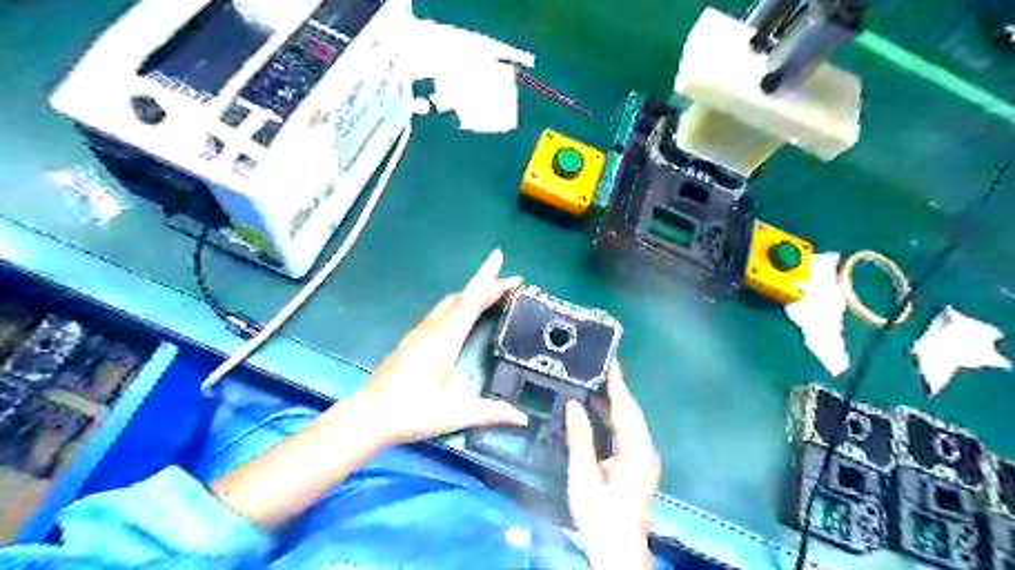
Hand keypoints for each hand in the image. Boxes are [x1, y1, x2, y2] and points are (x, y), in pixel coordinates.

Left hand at [344, 251, 530, 447]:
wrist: (368, 417)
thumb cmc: (413, 412)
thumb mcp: (457, 413)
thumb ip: (491, 412)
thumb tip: (523, 419)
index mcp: (445, 339)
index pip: (470, 300)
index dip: (487, 278)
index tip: (498, 256)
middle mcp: (431, 329)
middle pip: (461, 297)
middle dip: (485, 286)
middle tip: (509, 285)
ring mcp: (418, 333)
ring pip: (448, 304)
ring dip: (470, 295)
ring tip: (491, 297)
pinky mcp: (411, 341)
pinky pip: (440, 314)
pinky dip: (457, 307)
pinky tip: (462, 319)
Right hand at [563, 362, 657, 568]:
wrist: (617, 552)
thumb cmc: (599, 517)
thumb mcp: (583, 477)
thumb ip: (579, 438)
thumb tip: (573, 403)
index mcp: (635, 452)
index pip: (625, 409)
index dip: (617, 384)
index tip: (610, 361)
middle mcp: (643, 451)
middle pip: (631, 412)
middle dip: (616, 388)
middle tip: (599, 365)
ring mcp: (641, 459)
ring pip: (629, 421)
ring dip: (613, 402)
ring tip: (594, 381)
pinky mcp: (635, 466)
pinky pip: (625, 432)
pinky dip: (612, 417)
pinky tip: (596, 410)